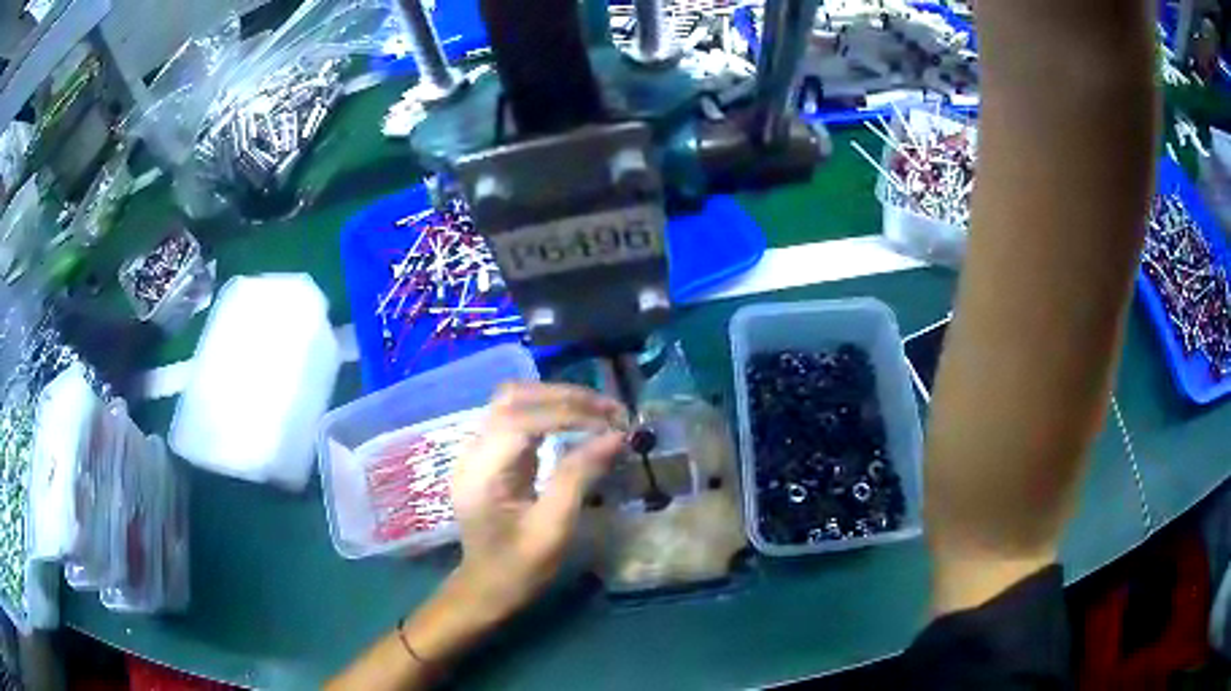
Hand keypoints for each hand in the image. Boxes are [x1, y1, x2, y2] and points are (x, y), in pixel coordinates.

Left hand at [449, 382, 626, 623]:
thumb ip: (579, 478)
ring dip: (558, 399)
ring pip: (515, 400)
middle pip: (513, 398)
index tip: (612, 424)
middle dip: (565, 397)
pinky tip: (580, 423)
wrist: (486, 589)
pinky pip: (520, 417)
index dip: (568, 413)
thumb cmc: (518, 568)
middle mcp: (474, 451)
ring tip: (600, 413)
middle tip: (612, 412)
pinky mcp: (492, 455)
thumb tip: (616, 437)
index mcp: (481, 471)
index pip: (520, 419)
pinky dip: (552, 412)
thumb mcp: (552, 529)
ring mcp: (479, 450)